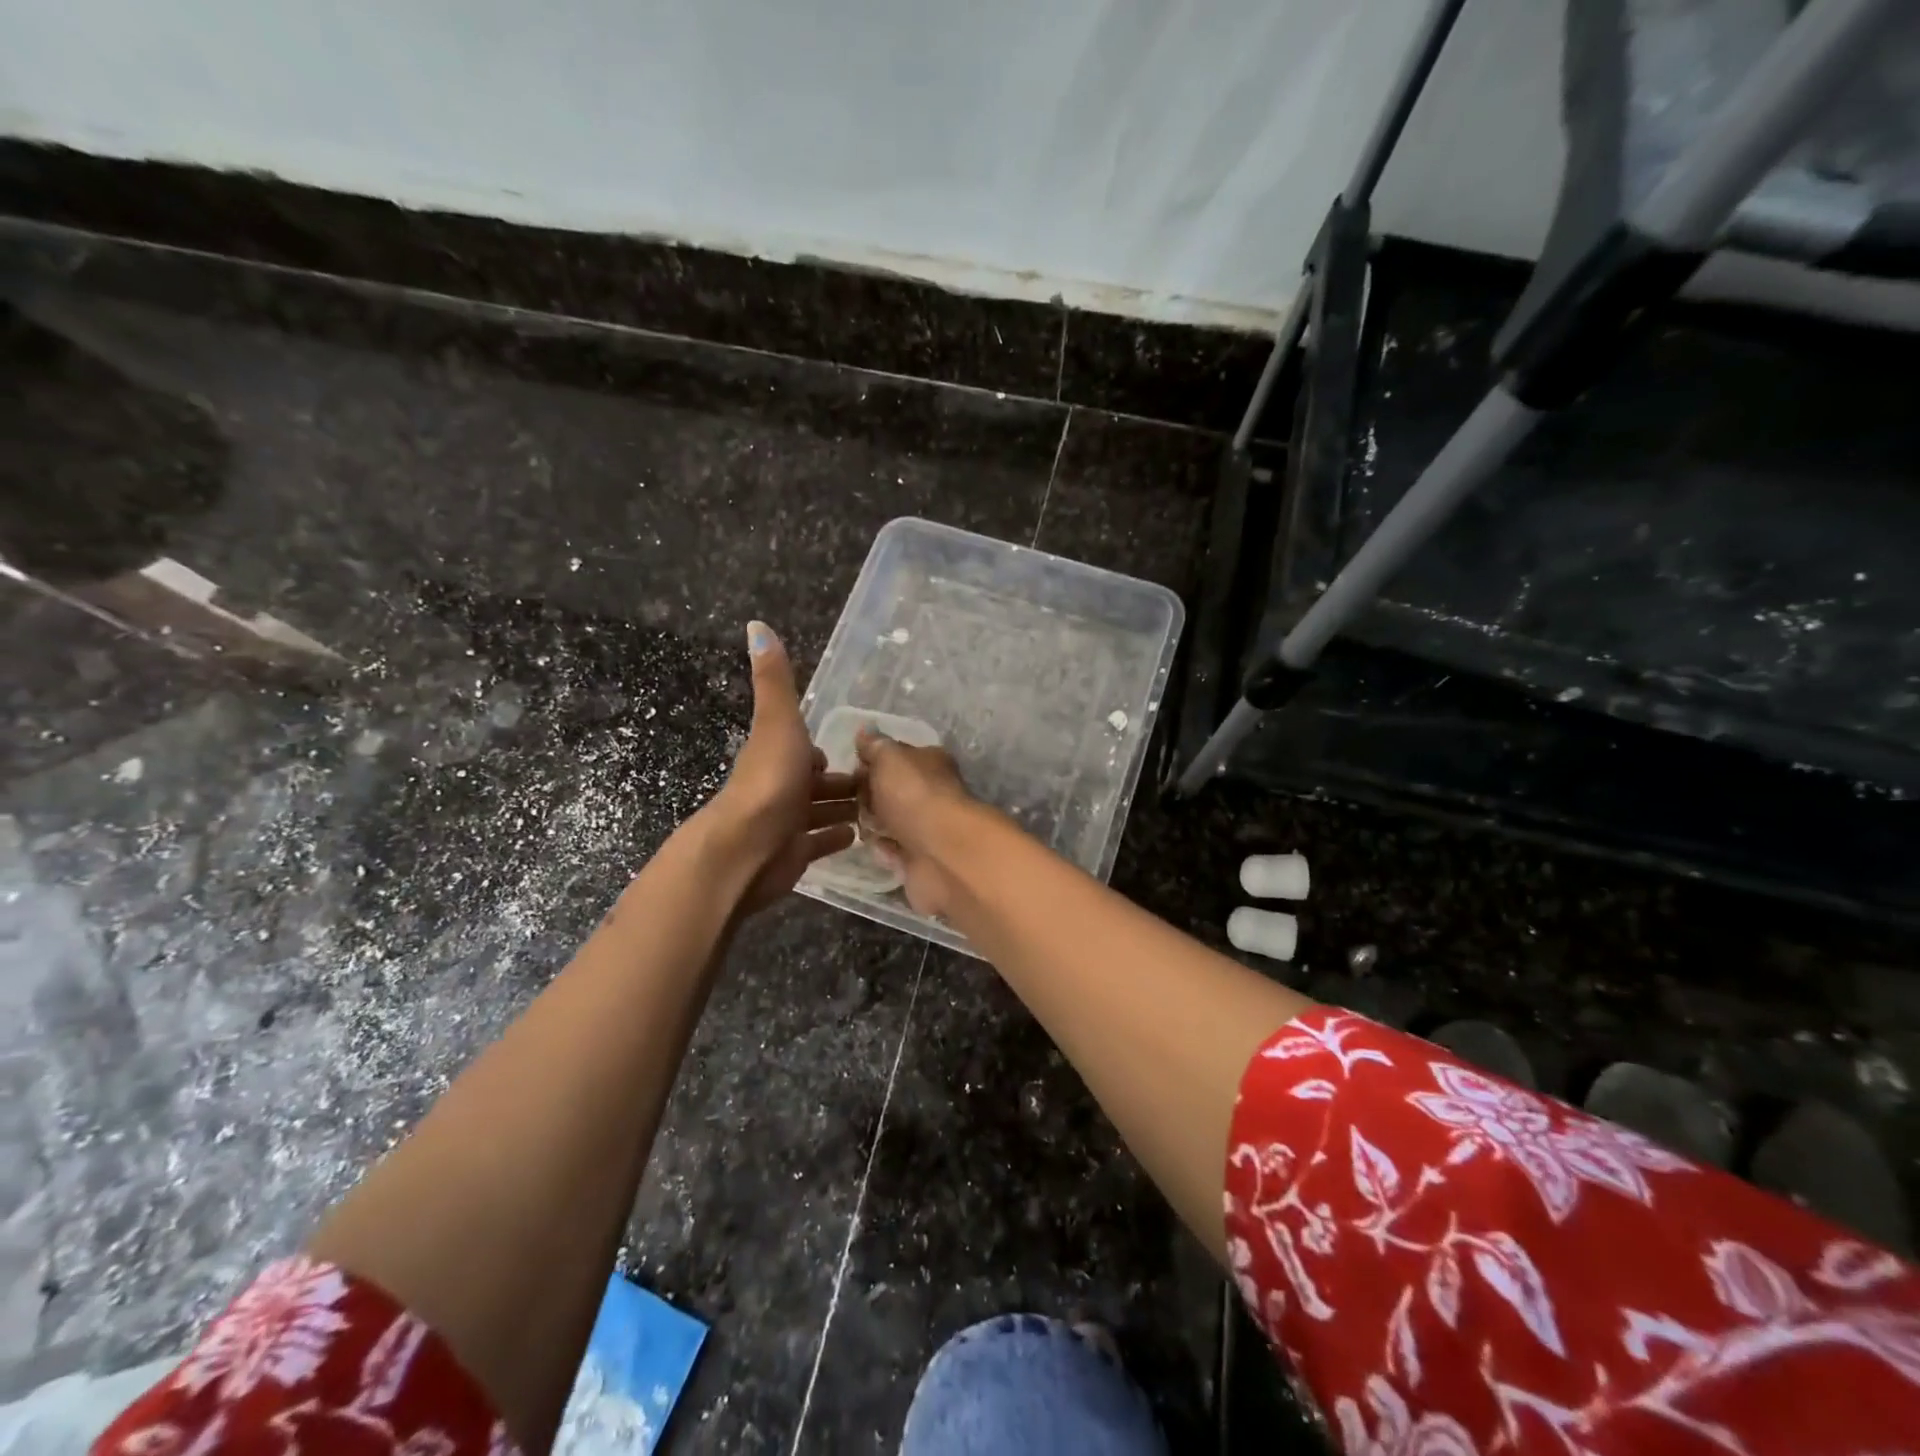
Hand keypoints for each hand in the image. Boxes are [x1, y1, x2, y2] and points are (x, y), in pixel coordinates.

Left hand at [700, 622, 857, 914]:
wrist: (747, 846)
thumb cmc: (770, 780)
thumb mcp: (778, 721)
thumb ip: (775, 680)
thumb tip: (756, 624)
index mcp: (777, 755)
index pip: (805, 751)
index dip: (824, 751)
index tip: (854, 752)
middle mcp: (780, 787)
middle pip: (815, 782)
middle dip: (841, 781)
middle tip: (878, 783)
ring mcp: (786, 823)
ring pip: (819, 812)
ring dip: (842, 807)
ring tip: (877, 808)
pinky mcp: (794, 854)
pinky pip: (820, 843)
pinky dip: (836, 837)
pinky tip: (857, 836)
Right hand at [854, 727, 974, 919]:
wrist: (940, 851)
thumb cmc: (913, 794)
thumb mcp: (889, 757)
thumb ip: (875, 746)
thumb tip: (865, 732)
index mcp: (930, 763)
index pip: (898, 758)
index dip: (872, 763)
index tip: (851, 772)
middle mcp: (932, 793)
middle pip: (892, 791)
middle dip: (869, 796)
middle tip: (849, 800)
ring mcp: (928, 827)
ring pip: (892, 822)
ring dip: (874, 824)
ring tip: (859, 825)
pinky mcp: (921, 859)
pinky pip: (894, 851)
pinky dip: (884, 850)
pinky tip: (876, 847)